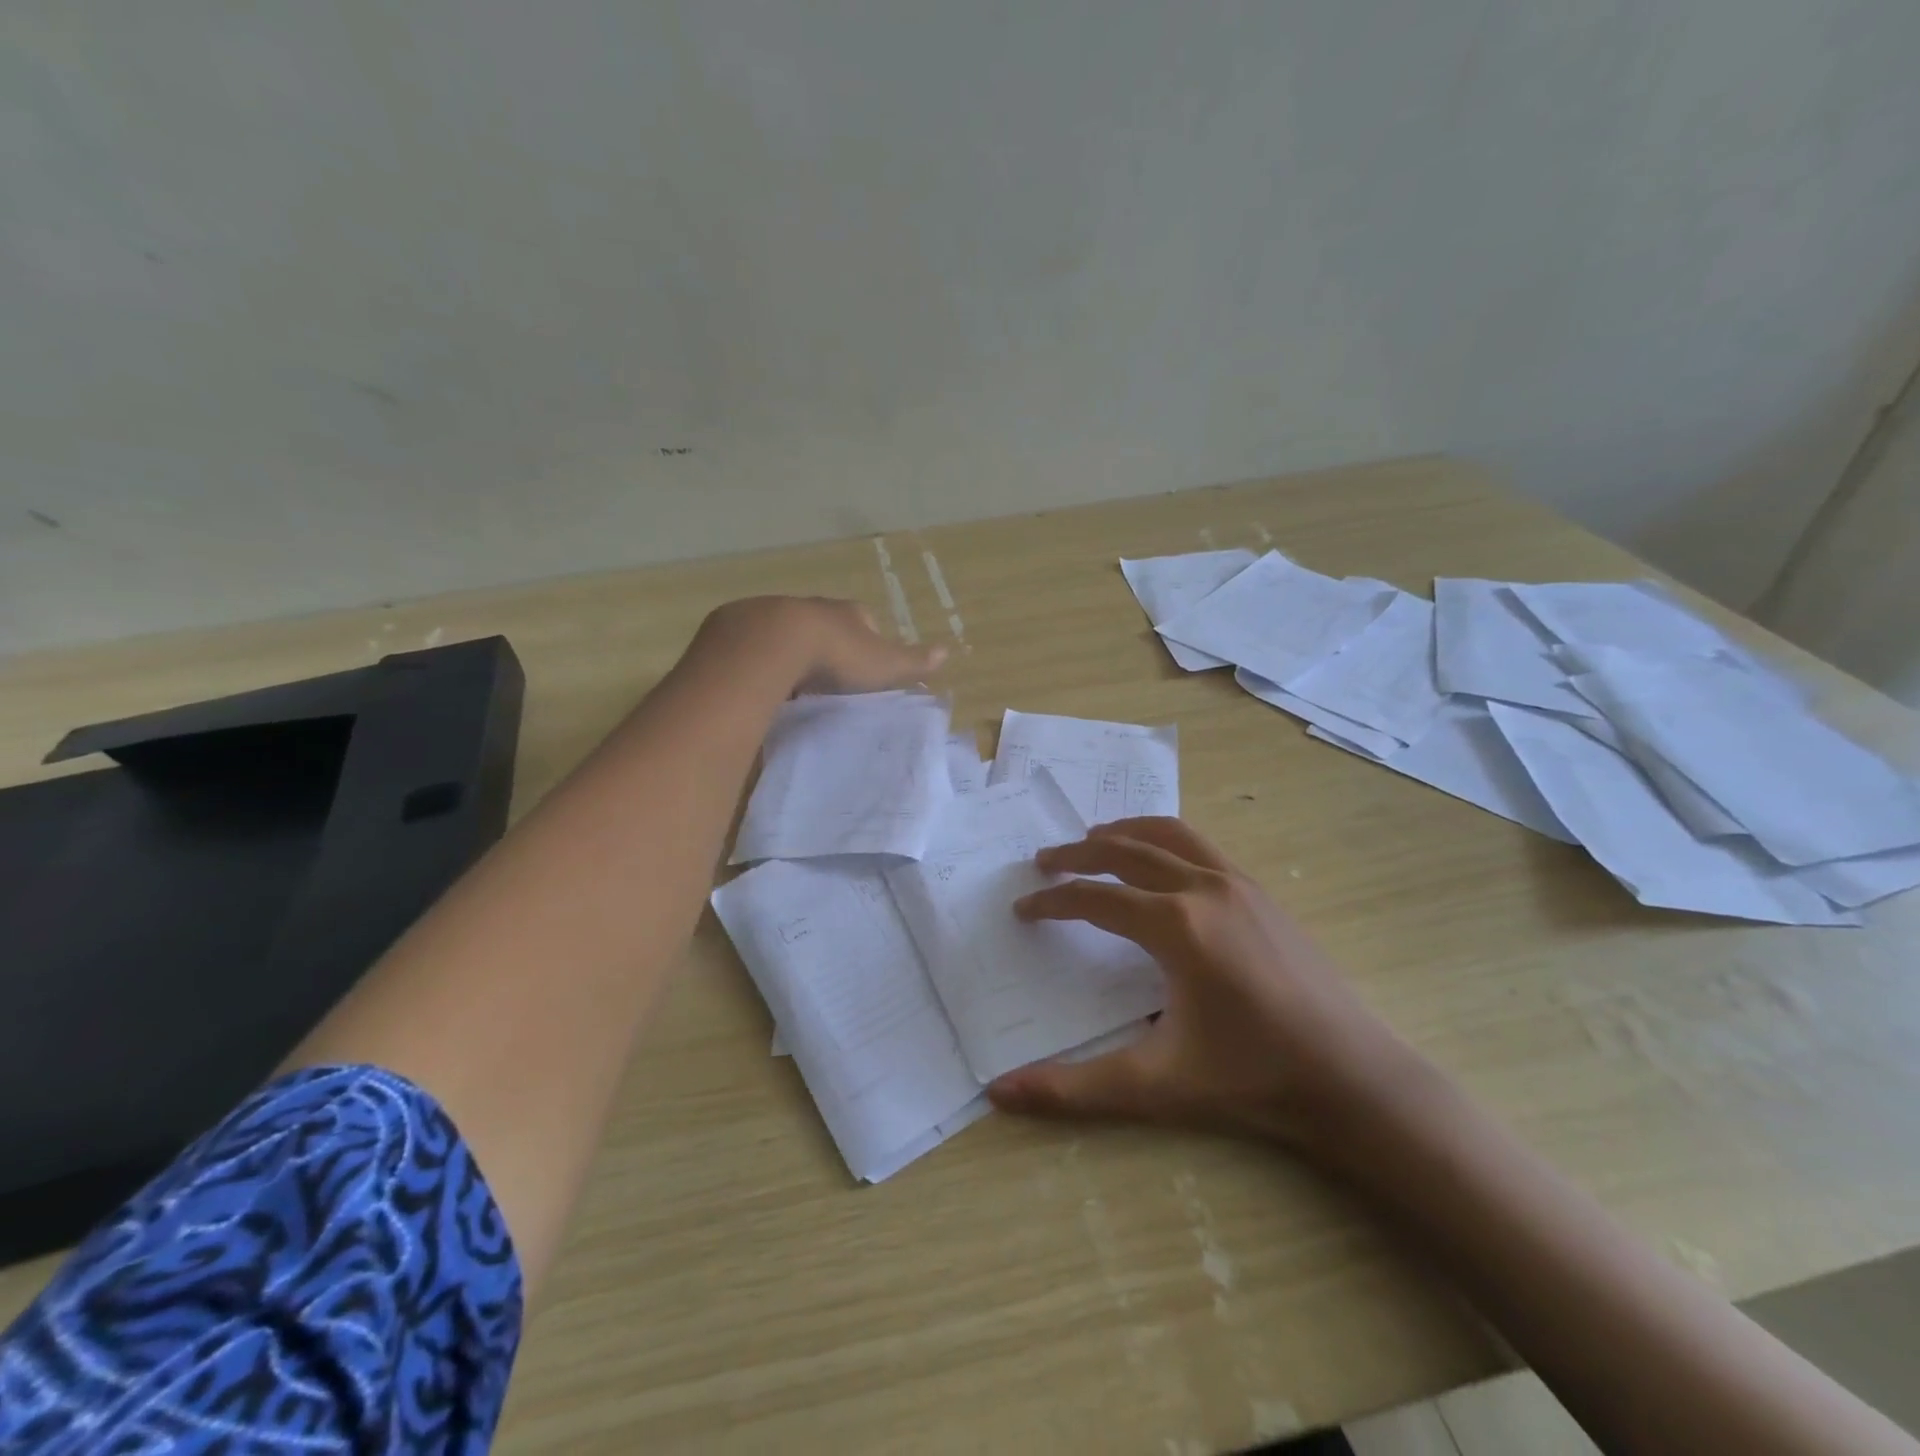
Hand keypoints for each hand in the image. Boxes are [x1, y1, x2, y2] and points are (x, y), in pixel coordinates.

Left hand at [696, 596, 945, 695]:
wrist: (772, 643)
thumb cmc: (837, 655)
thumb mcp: (883, 664)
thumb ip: (913, 661)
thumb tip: (947, 652)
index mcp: (847, 613)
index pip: (865, 621)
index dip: (867, 641)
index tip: (865, 666)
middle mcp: (812, 607)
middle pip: (825, 624)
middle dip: (827, 645)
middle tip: (829, 677)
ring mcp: (774, 614)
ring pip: (788, 633)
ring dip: (792, 652)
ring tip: (794, 684)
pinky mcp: (739, 628)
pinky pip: (756, 645)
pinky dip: (761, 659)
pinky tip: (762, 681)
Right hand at [987, 817, 1433, 1161]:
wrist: (1353, 1079)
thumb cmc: (1252, 1080)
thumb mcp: (1155, 1086)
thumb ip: (1073, 1088)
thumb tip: (999, 1093)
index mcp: (1175, 925)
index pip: (1094, 899)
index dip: (1052, 901)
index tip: (1023, 909)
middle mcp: (1204, 888)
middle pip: (1124, 850)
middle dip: (1077, 854)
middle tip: (1043, 862)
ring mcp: (1238, 884)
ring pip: (1168, 834)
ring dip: (1123, 832)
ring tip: (1092, 839)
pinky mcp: (1261, 892)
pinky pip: (1200, 845)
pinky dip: (1164, 839)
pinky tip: (1159, 862)